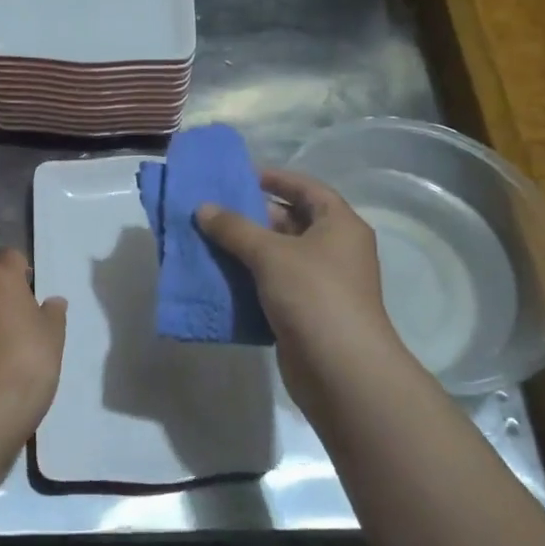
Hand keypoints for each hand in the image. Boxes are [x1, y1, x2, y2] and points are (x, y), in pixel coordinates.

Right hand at [197, 169, 412, 413]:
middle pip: (292, 222)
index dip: (276, 179)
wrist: (341, 370)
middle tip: (214, 211)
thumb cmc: (314, 295)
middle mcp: (336, 250)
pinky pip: (274, 286)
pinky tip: (220, 278)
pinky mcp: (308, 313)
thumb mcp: (270, 254)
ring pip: (280, 257)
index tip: (241, 176)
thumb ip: (234, 228)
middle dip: (253, 217)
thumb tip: (203, 208)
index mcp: (340, 225)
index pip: (307, 189)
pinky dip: (250, 281)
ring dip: (247, 250)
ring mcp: (323, 284)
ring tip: (208, 241)